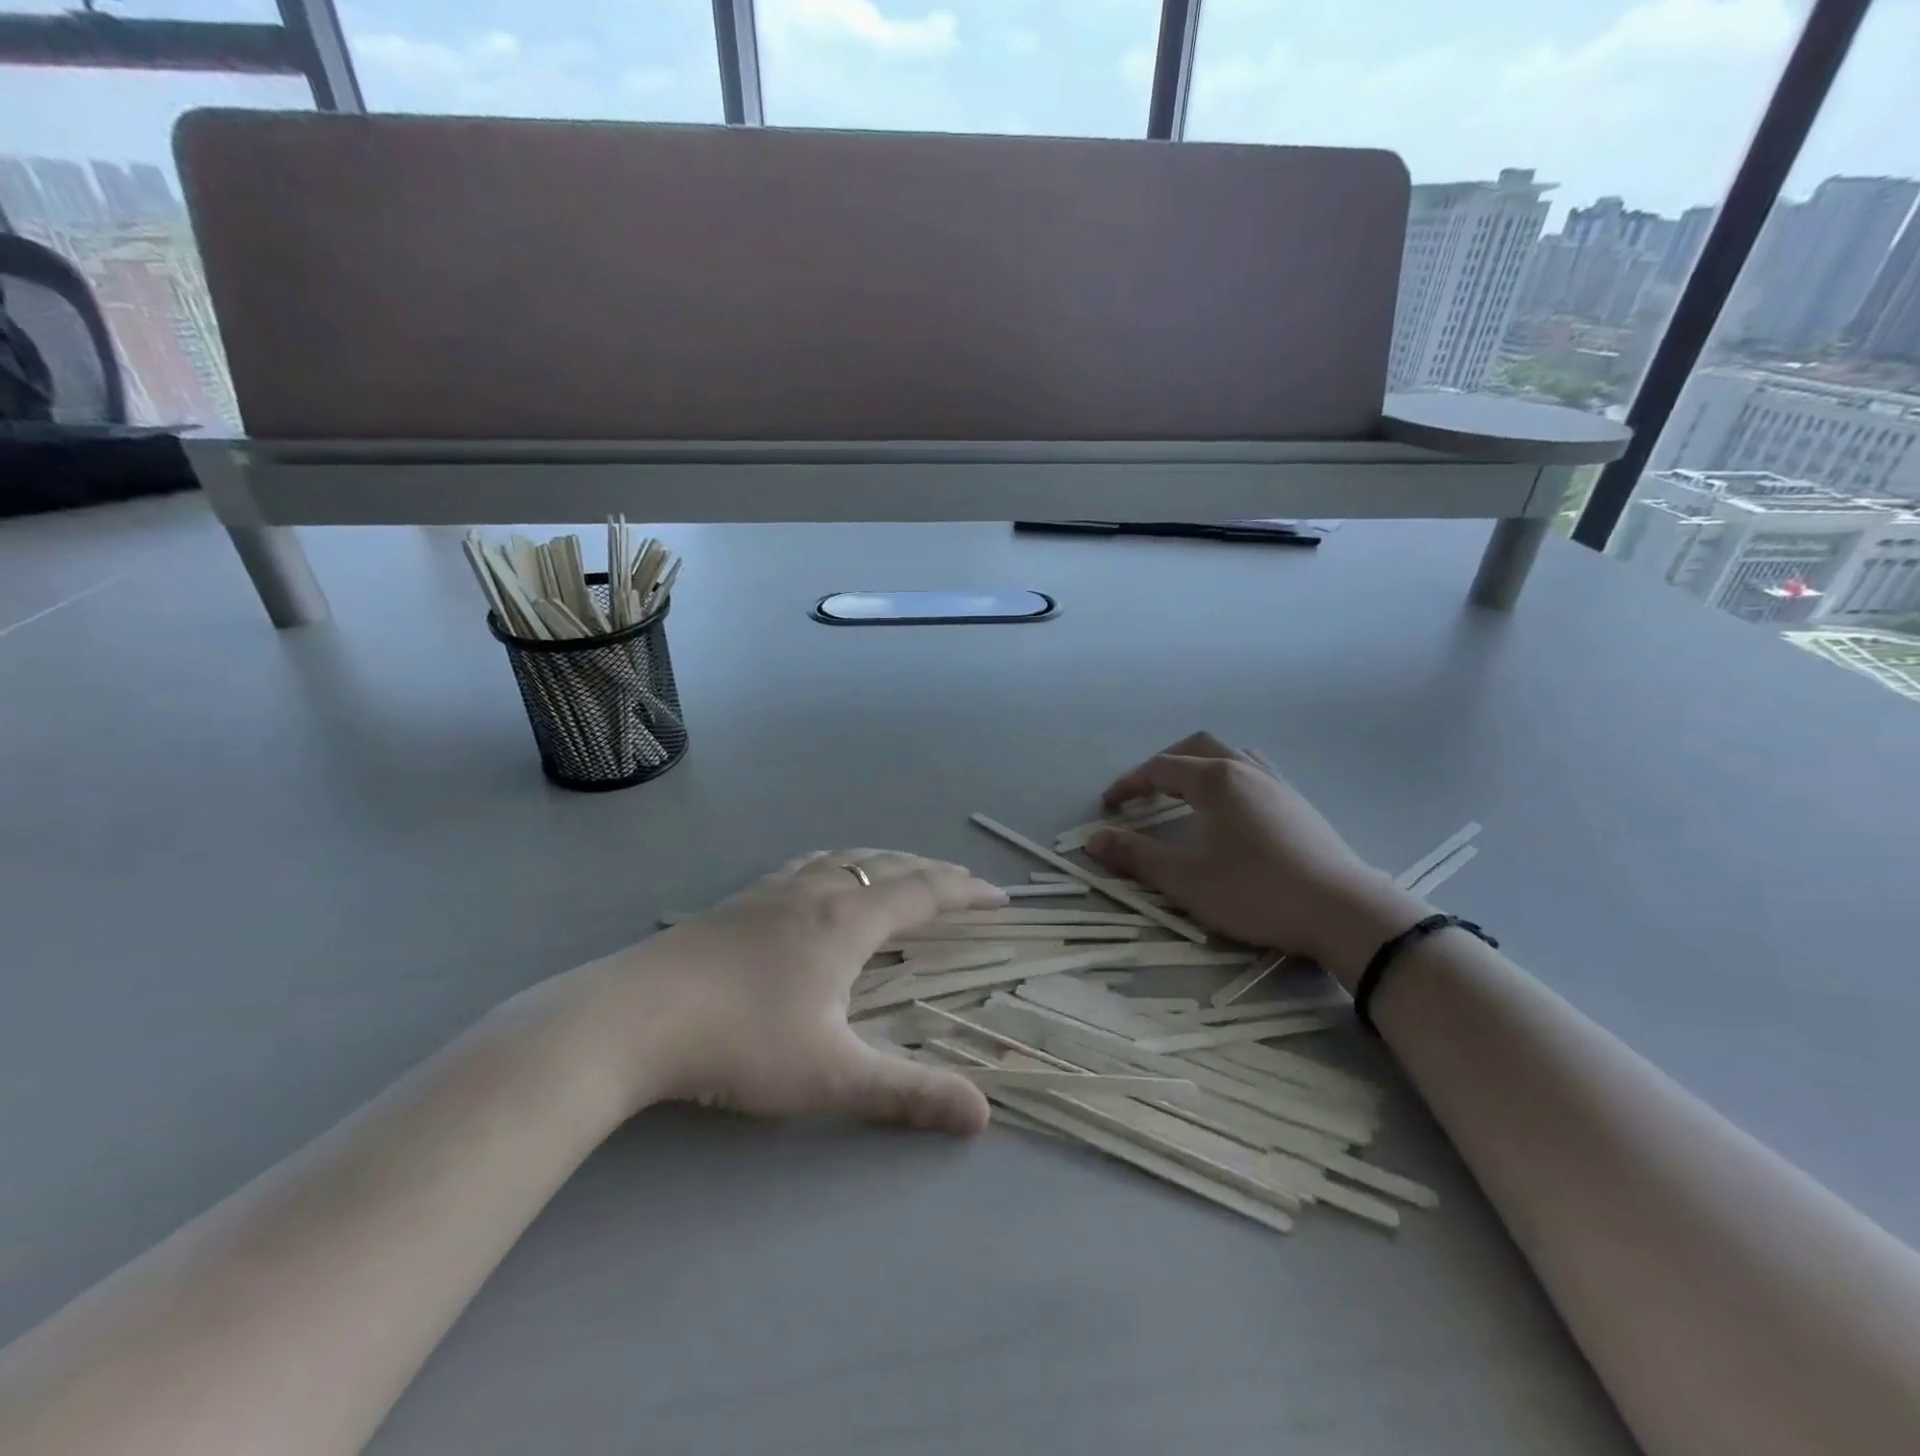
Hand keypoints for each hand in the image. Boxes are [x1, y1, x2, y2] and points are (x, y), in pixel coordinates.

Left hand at [549, 851, 1006, 1134]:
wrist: (632, 1017)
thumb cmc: (741, 1042)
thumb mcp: (832, 1075)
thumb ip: (908, 1094)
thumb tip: (983, 1115)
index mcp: (849, 919)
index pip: (924, 892)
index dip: (967, 892)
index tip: (1001, 898)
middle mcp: (817, 891)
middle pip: (889, 865)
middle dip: (933, 872)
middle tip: (962, 884)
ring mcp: (773, 890)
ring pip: (846, 858)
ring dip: (886, 862)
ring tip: (903, 873)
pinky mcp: (740, 900)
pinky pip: (808, 865)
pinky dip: (840, 863)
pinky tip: (822, 879)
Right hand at [1086, 732, 1421, 983]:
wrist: (1342, 911)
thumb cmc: (1254, 891)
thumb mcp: (1184, 879)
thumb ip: (1135, 856)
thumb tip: (1093, 840)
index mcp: (1215, 780)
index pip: (1160, 768)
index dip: (1130, 783)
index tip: (1109, 804)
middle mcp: (1246, 770)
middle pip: (1197, 747)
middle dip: (1164, 763)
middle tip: (1145, 791)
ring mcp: (1279, 785)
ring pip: (1231, 756)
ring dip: (1201, 767)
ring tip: (1187, 794)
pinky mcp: (1300, 805)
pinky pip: (1255, 773)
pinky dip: (1229, 779)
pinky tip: (1232, 814)